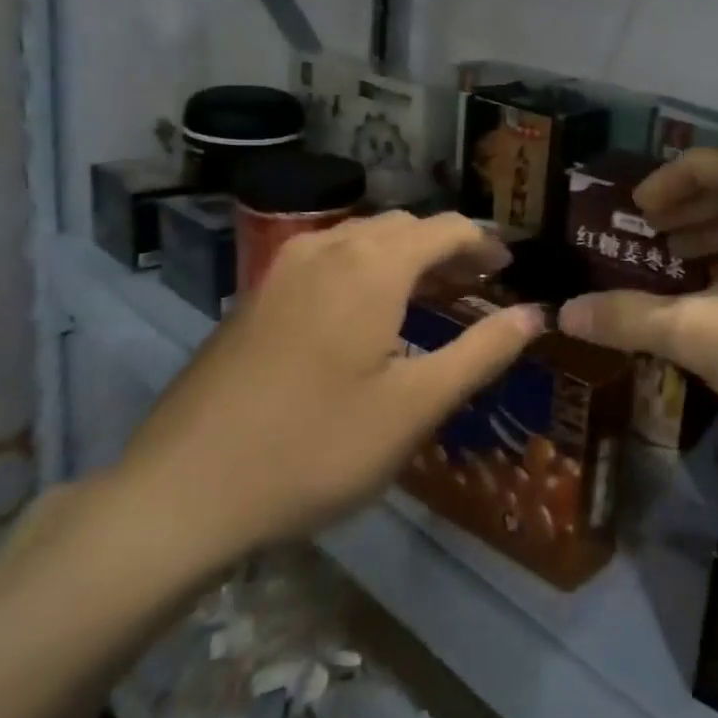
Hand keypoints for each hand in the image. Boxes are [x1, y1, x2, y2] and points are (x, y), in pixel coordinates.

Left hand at [112, 212, 543, 577]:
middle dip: (449, 247)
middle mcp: (329, 247)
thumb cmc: (315, 448)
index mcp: (373, 266)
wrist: (181, 490)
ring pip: (364, 237)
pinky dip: (367, 267)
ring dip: (407, 255)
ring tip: (433, 294)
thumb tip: (535, 316)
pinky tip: (368, 312)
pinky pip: (330, 257)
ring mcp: (285, 267)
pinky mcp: (258, 293)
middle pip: (406, 226)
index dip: (485, 243)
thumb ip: (482, 352)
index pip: (447, 228)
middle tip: (479, 284)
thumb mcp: (415, 407)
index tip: (510, 269)